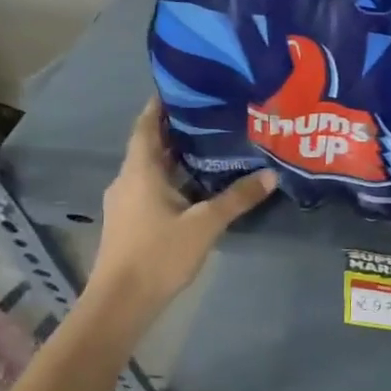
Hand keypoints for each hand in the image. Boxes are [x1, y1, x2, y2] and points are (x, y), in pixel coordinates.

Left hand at [87, 97, 275, 318]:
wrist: (120, 303)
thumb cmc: (158, 255)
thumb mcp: (205, 225)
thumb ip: (237, 198)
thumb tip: (270, 174)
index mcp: (140, 172)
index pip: (145, 127)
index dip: (159, 106)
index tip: (181, 87)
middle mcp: (127, 181)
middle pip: (149, 146)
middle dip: (176, 130)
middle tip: (210, 115)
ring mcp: (125, 203)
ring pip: (151, 169)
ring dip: (175, 157)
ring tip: (210, 147)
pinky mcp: (129, 222)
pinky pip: (151, 188)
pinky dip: (173, 179)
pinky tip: (197, 186)